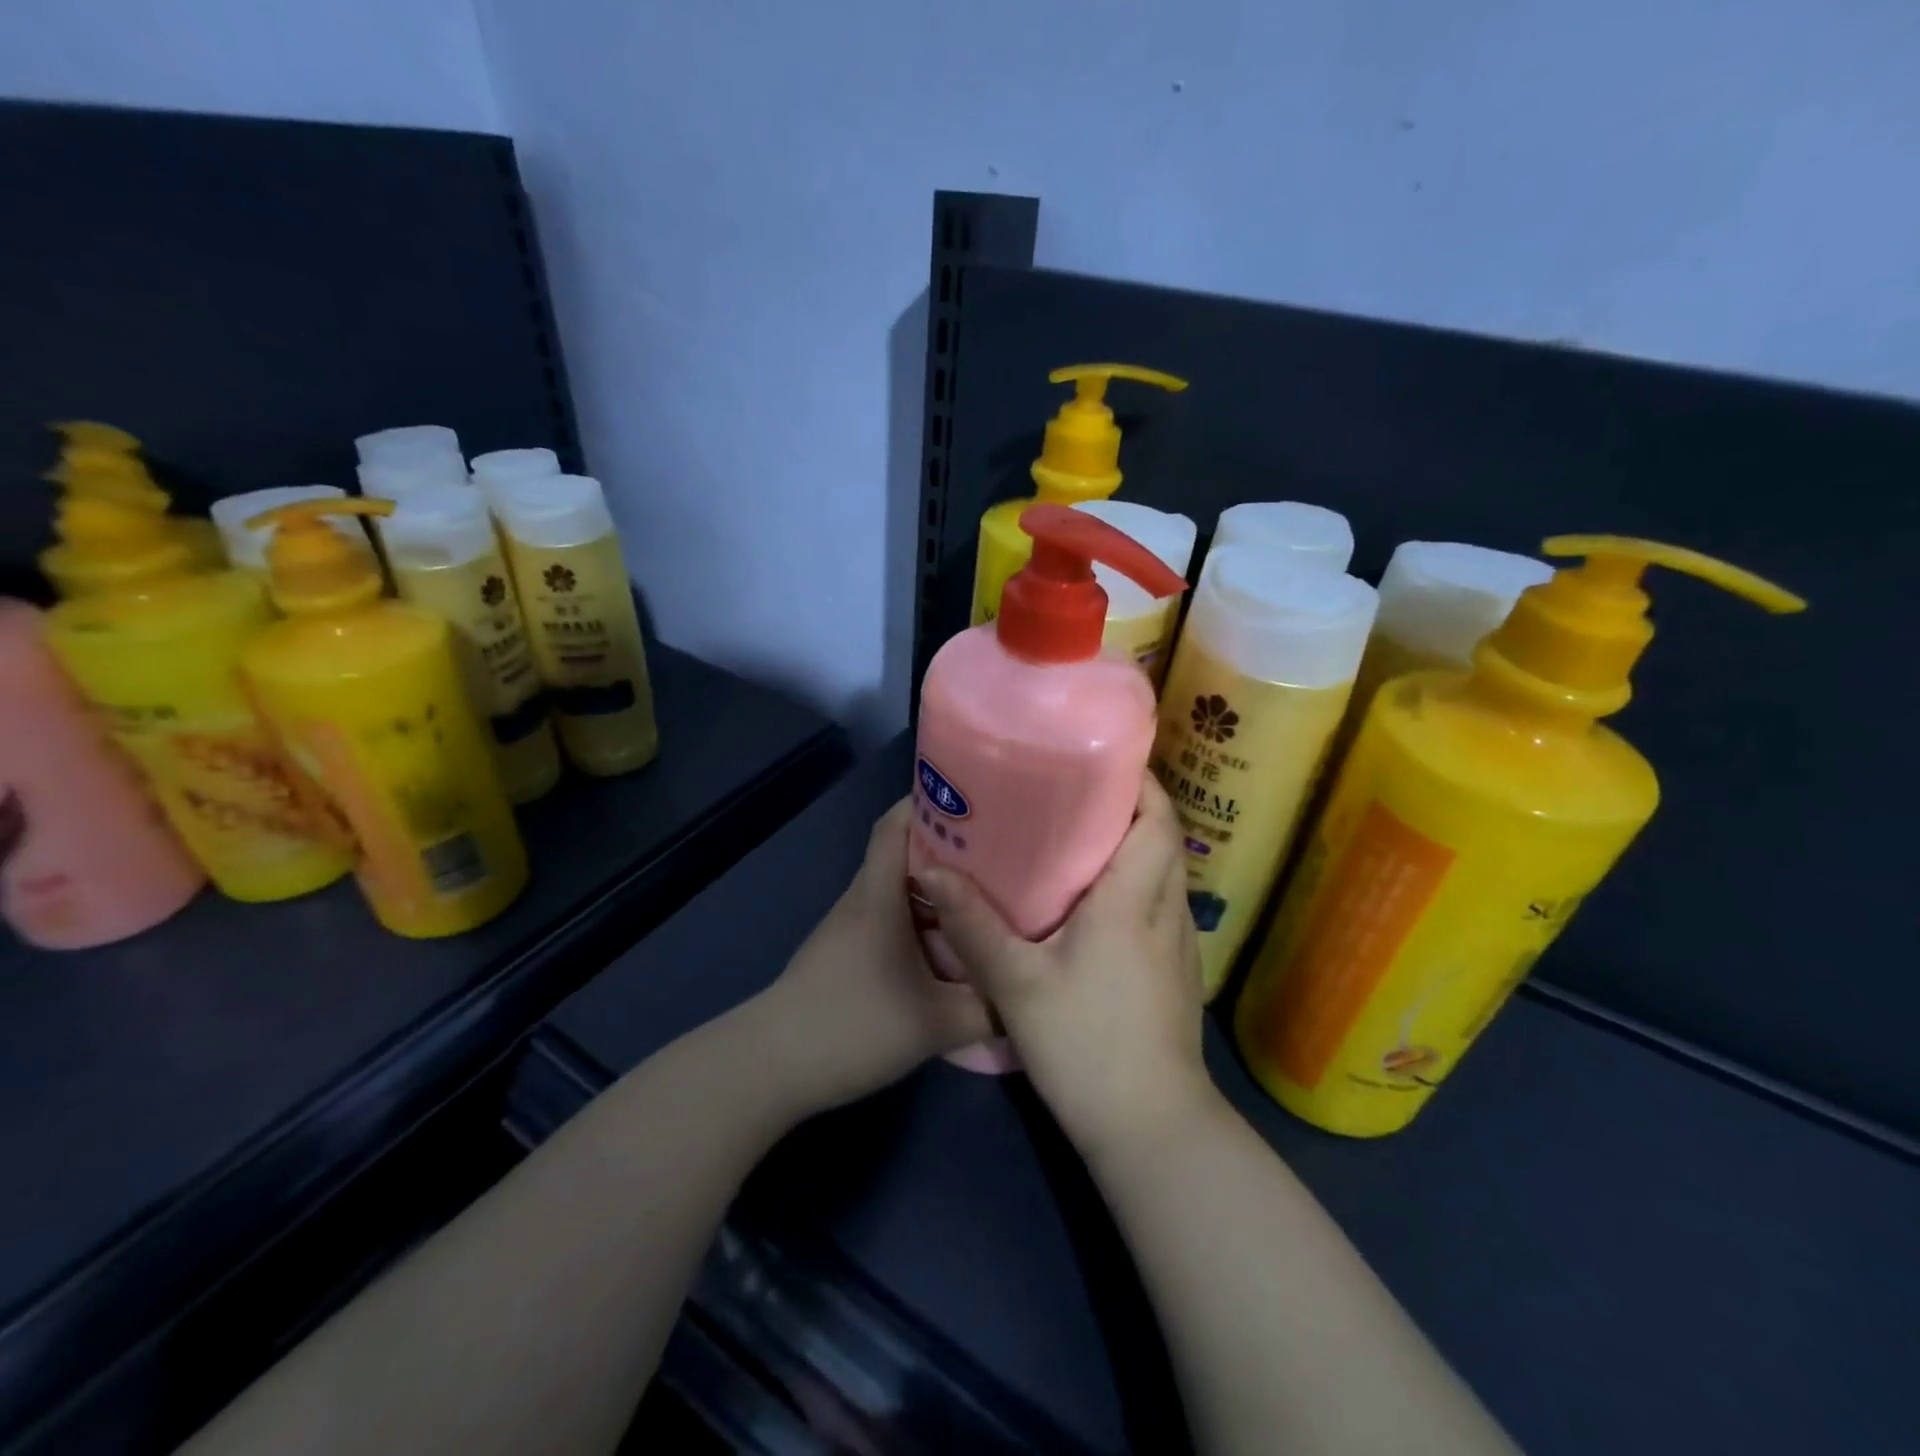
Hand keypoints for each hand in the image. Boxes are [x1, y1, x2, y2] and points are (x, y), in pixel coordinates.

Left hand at [746, 799, 992, 1115]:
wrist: (772, 1067)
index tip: (977, 803)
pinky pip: (891, 916)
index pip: (895, 824)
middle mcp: (863, 899)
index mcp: (879, 895)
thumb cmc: (854, 1026)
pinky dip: (921, 917)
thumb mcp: (936, 1024)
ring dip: (937, 886)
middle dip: (949, 845)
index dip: (930, 802)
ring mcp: (850, 926)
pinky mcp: (846, 952)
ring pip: (898, 887)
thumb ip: (989, 1008)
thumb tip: (1028, 993)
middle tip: (1000, 852)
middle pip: (903, 851)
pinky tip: (949, 942)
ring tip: (984, 895)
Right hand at [913, 774, 1213, 1157]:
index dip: (1137, 780)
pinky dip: (1135, 883)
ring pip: (1164, 872)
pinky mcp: (1175, 972)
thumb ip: (973, 925)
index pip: (1157, 817)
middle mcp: (1167, 910)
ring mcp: (1178, 944)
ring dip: (1132, 845)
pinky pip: (1159, 904)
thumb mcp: (1017, 984)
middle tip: (1071, 794)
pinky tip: (1091, 903)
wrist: (1151, 1129)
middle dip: (1128, 806)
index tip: (1097, 760)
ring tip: (1076, 837)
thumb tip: (931, 869)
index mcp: (1135, 899)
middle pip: (1163, 837)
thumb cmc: (1087, 1044)